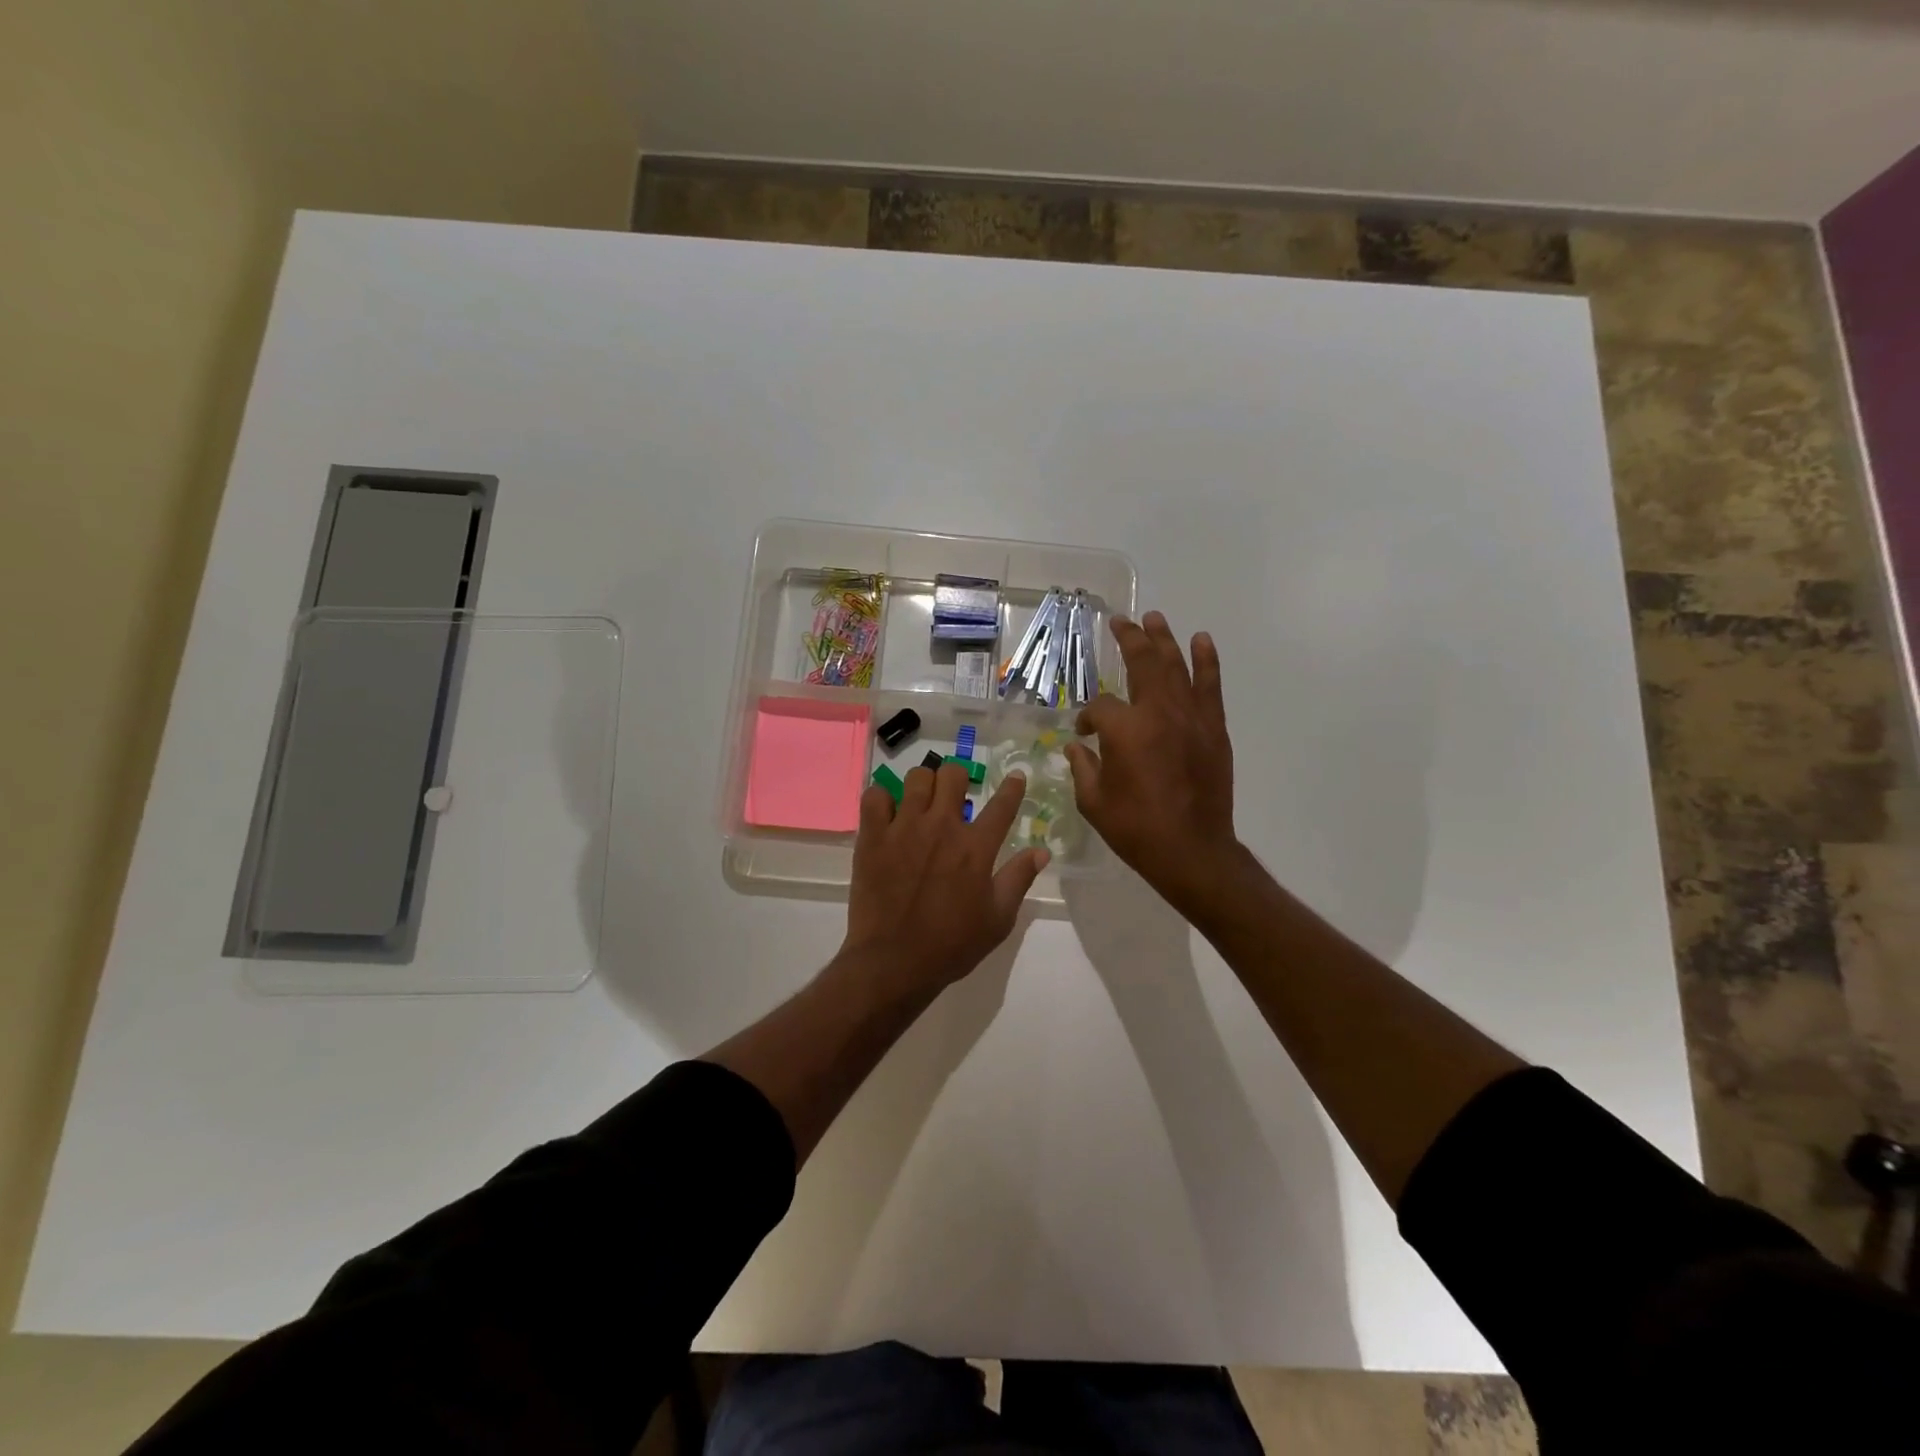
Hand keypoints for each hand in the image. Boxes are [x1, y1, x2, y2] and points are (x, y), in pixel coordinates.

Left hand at [842, 762, 1048, 993]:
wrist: (893, 962)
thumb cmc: (951, 945)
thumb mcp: (998, 919)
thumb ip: (1019, 879)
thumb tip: (1041, 851)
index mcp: (975, 847)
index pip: (1002, 805)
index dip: (1012, 787)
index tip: (1015, 777)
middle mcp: (941, 827)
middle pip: (953, 775)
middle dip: (958, 779)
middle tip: (955, 796)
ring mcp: (904, 828)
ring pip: (916, 777)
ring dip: (923, 786)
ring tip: (921, 804)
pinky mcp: (873, 836)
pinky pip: (874, 796)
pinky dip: (882, 800)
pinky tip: (887, 815)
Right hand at [1067, 612, 1240, 915]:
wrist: (1192, 850)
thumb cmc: (1136, 829)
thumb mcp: (1093, 801)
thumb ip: (1082, 767)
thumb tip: (1077, 745)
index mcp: (1124, 730)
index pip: (1099, 707)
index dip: (1087, 718)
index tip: (1084, 735)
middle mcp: (1158, 713)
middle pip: (1142, 663)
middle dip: (1129, 639)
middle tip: (1120, 621)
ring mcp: (1190, 717)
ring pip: (1176, 666)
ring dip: (1164, 639)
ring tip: (1154, 618)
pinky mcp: (1213, 729)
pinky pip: (1210, 685)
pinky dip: (1206, 660)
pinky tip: (1201, 640)